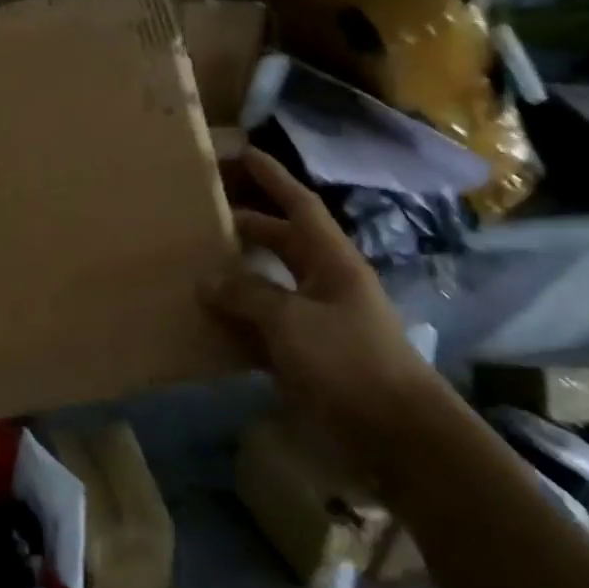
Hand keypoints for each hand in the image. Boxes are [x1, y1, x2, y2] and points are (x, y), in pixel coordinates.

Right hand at [208, 149, 441, 448]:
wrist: (395, 434)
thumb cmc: (348, 362)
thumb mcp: (293, 320)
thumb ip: (247, 295)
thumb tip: (207, 281)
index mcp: (332, 262)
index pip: (300, 206)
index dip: (273, 178)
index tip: (244, 153)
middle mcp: (324, 284)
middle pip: (281, 244)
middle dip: (245, 227)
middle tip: (202, 218)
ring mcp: (316, 323)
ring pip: (268, 288)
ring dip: (236, 279)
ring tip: (193, 266)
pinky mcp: (306, 358)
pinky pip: (263, 330)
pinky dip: (237, 325)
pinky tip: (206, 325)